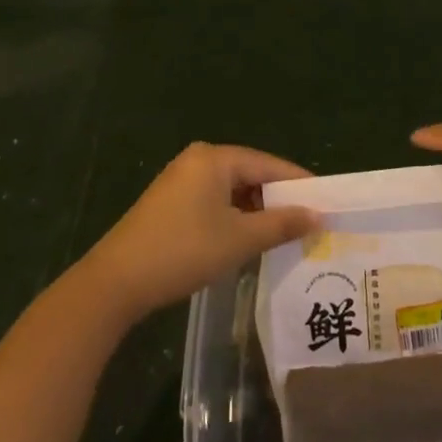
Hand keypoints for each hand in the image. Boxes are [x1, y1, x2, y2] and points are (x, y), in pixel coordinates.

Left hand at [78, 142, 316, 325]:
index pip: (269, 164)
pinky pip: (213, 202)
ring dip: (256, 211)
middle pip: (250, 175)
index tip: (326, 201)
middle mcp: (197, 161)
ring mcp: (180, 181)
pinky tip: (248, 240)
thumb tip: (318, 215)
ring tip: (284, 234)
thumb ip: (282, 224)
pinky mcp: (169, 204)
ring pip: (232, 191)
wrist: (115, 283)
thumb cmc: (184, 251)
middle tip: (309, 222)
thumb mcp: (240, 239)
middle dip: (278, 199)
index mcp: (215, 159)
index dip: (299, 183)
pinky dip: (234, 218)